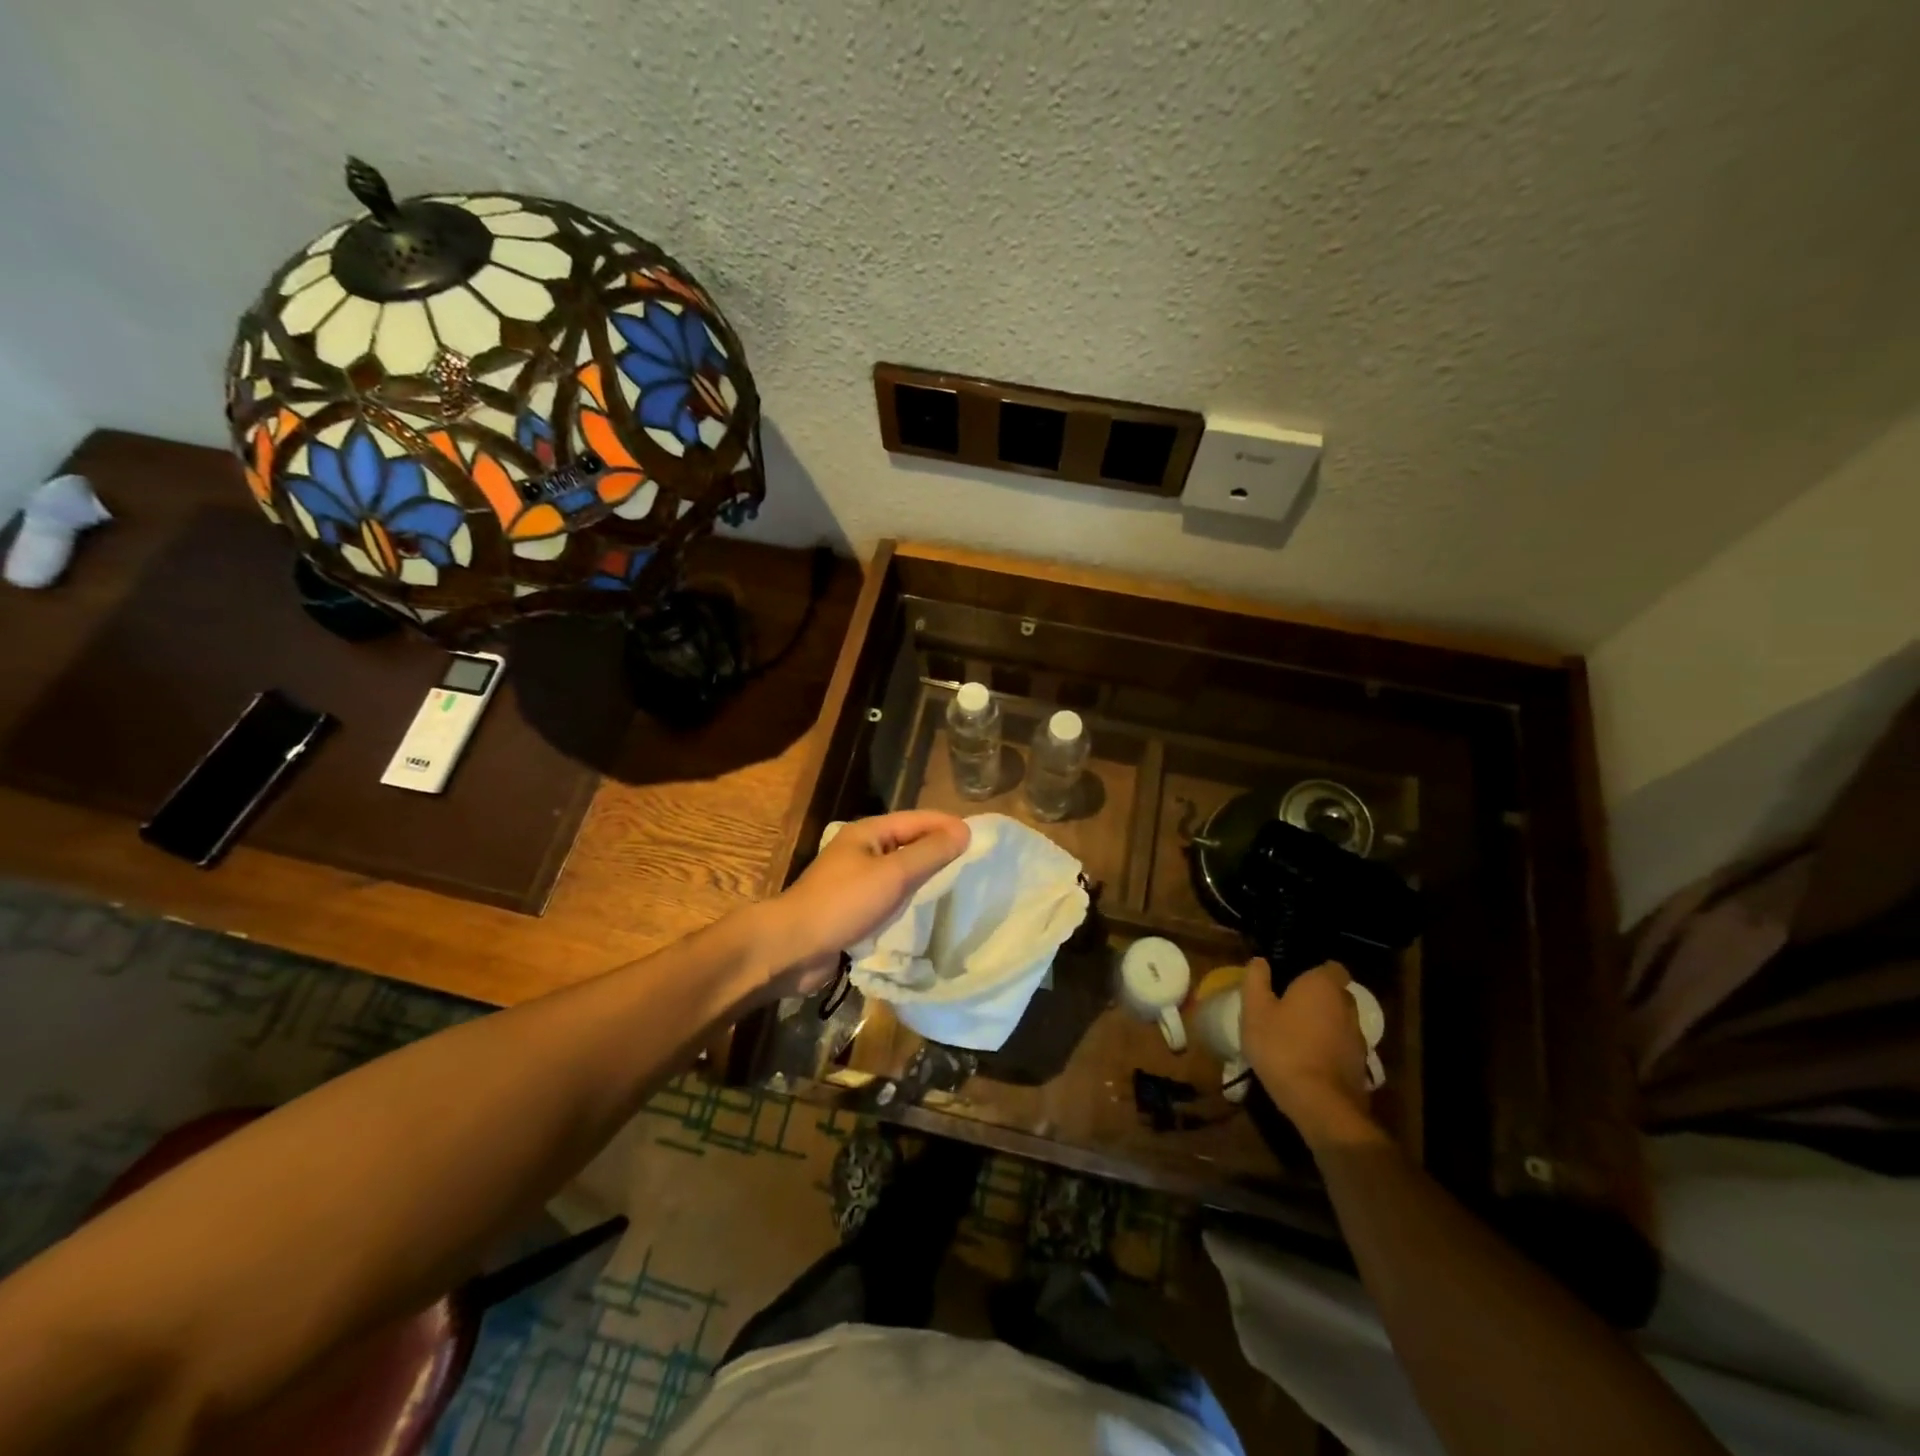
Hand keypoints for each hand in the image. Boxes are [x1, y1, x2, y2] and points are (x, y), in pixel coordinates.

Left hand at [758, 811, 970, 997]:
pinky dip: (908, 898)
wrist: (791, 948)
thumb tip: (963, 831)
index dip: (946, 825)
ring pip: (898, 870)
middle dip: (938, 847)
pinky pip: (888, 895)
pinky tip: (924, 909)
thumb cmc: (843, 904)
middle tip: (973, 860)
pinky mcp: (851, 908)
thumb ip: (930, 853)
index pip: (916, 819)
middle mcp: (860, 850)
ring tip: (956, 882)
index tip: (979, 837)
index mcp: (867, 833)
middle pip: (907, 842)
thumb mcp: (893, 874)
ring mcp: (854, 880)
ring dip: (924, 874)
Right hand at [1241, 959, 1377, 1144]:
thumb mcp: (1256, 1011)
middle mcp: (1347, 1007)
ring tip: (1296, 1037)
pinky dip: (1328, 1048)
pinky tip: (1307, 1060)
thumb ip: (1256, 981)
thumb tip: (1260, 961)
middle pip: (1336, 994)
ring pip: (1339, 1022)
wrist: (1319, 1103)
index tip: (1294, 979)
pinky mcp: (1360, 1066)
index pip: (1332, 967)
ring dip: (1323, 1025)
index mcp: (1323, 986)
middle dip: (1317, 998)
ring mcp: (1358, 1038)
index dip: (1315, 971)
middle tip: (1289, 1007)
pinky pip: (1341, 1047)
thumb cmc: (1282, 1047)